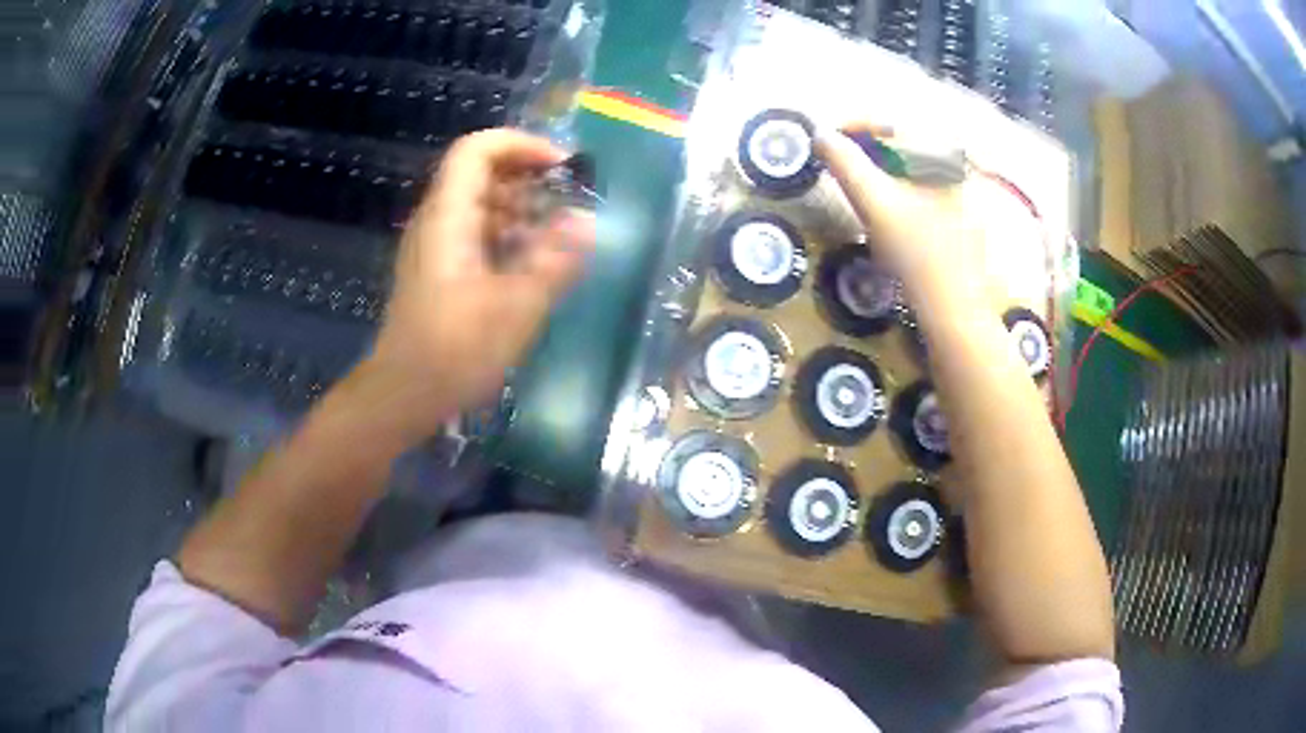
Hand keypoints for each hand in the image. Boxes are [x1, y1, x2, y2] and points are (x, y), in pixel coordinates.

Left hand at [360, 129, 595, 444]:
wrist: (404, 394)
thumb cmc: (454, 351)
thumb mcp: (515, 307)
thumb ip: (554, 260)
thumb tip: (586, 222)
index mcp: (448, 217)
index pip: (476, 150)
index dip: (520, 144)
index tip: (561, 166)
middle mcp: (438, 221)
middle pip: (481, 173)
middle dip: (529, 177)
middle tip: (570, 201)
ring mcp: (437, 245)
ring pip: (481, 204)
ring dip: (523, 208)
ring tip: (559, 234)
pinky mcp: (441, 269)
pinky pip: (477, 232)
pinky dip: (509, 234)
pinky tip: (534, 262)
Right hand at [814, 123, 975, 285]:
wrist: (954, 311)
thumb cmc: (918, 254)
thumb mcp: (876, 203)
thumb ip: (846, 164)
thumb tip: (821, 135)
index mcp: (944, 157)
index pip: (895, 124)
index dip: (856, 126)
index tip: (826, 138)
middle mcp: (957, 170)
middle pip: (903, 145)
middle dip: (866, 148)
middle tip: (837, 159)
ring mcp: (960, 196)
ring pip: (911, 169)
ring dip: (879, 170)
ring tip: (854, 182)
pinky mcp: (957, 219)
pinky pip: (921, 190)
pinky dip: (895, 190)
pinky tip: (882, 209)